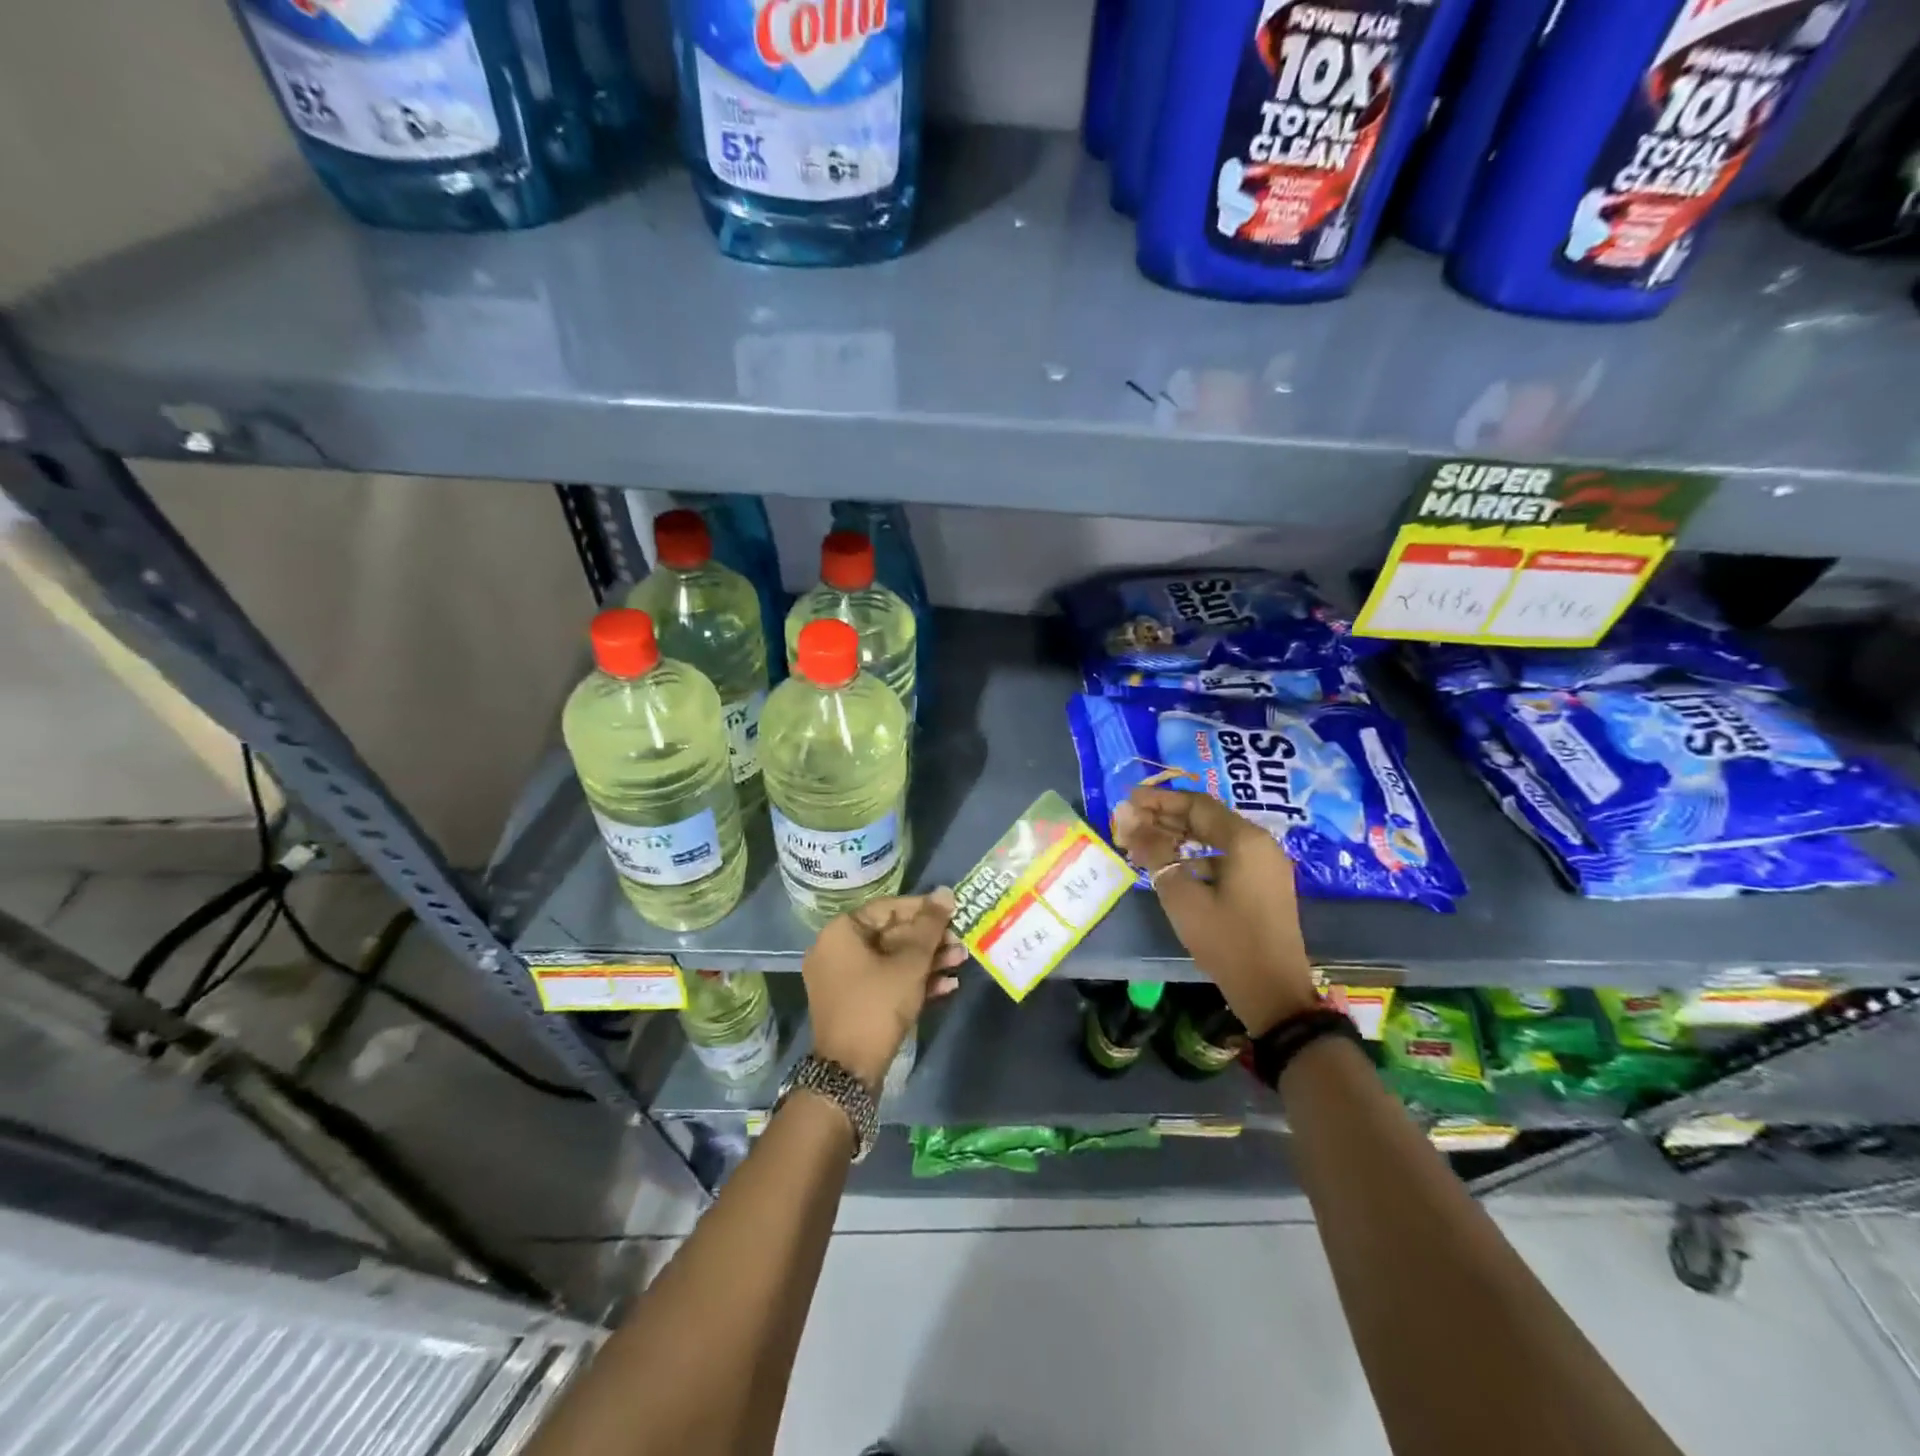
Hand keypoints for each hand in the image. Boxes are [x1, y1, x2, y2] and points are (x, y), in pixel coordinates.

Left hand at [802, 888, 967, 1087]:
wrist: (850, 1071)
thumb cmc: (877, 1005)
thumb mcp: (910, 963)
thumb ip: (929, 926)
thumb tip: (945, 892)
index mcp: (841, 932)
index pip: (888, 908)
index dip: (924, 909)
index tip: (953, 913)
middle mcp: (837, 950)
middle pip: (891, 934)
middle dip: (930, 940)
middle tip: (961, 942)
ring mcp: (844, 979)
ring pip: (892, 960)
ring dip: (928, 961)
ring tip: (962, 962)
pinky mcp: (855, 1003)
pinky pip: (886, 981)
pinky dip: (913, 982)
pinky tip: (948, 986)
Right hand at [1112, 787, 1317, 1035]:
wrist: (1274, 993)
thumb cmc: (1226, 941)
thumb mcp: (1182, 895)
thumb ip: (1153, 850)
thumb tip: (1125, 816)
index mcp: (1245, 839)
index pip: (1196, 804)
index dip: (1159, 799)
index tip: (1128, 799)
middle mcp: (1260, 844)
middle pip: (1206, 818)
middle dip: (1166, 817)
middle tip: (1129, 821)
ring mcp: (1265, 865)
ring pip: (1215, 837)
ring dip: (1179, 836)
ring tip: (1143, 842)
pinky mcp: (1263, 885)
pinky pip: (1224, 856)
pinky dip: (1195, 855)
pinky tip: (1171, 866)